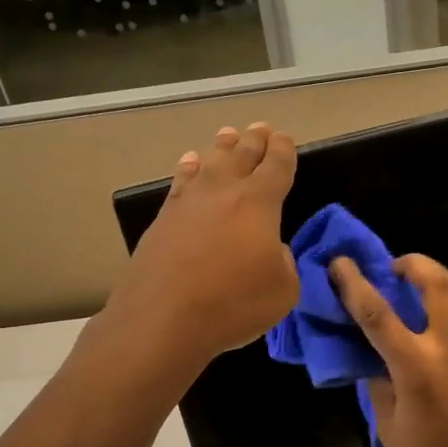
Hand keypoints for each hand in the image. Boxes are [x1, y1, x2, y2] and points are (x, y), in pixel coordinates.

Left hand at [108, 123, 298, 364]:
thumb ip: (284, 263)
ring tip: (227, 135)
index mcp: (260, 202)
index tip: (284, 139)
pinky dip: (188, 169)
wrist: (163, 318)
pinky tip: (189, 162)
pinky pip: (181, 182)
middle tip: (260, 128)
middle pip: (242, 155)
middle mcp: (224, 191)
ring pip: (209, 163)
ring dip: (221, 147)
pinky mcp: (163, 219)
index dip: (283, 150)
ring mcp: (189, 202)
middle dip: (254, 140)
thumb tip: (272, 250)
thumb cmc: (233, 303)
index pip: (276, 165)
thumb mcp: (283, 290)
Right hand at [328, 253, 447, 446]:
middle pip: (437, 284)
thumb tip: (373, 356)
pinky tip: (435, 346)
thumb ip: (379, 382)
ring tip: (412, 297)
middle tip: (394, 267)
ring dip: (432, 288)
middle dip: (414, 264)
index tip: (341, 263)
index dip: (355, 284)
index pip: (378, 314)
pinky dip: (445, 324)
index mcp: (417, 368)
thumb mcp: (389, 427)